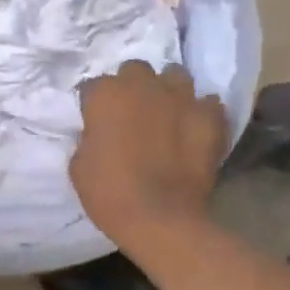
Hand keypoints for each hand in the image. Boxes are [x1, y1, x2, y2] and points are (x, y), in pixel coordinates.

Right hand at [72, 62, 227, 254]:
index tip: (94, 121)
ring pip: (175, 76)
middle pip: (135, 70)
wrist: (160, 219)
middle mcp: (143, 86)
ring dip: (167, 90)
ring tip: (165, 112)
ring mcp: (181, 98)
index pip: (93, 86)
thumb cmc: (109, 193)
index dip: (93, 104)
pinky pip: (207, 103)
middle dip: (131, 86)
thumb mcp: (79, 165)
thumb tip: (99, 132)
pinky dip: (200, 112)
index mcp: (106, 95)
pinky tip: (194, 128)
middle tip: (130, 112)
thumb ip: (89, 137)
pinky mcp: (210, 117)